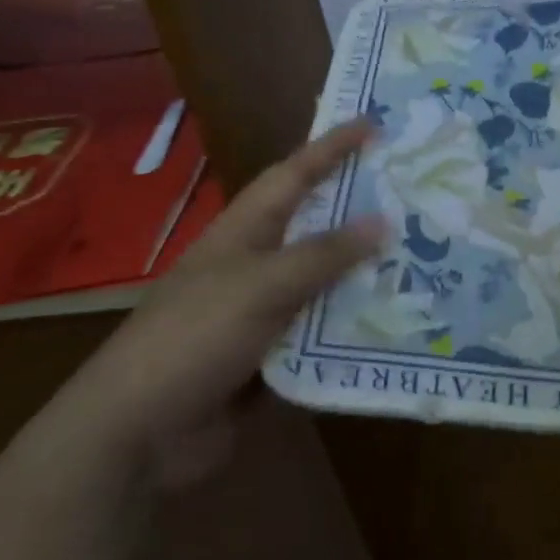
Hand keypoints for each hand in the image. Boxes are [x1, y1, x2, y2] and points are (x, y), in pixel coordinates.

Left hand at [57, 119, 384, 485]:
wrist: (137, 435)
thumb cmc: (194, 337)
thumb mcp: (262, 286)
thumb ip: (324, 254)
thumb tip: (384, 221)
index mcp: (244, 232)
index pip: (294, 175)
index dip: (331, 147)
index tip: (373, 124)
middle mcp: (256, 264)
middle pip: (317, 227)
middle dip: (361, 209)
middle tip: (414, 194)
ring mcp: (263, 312)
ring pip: (326, 282)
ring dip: (366, 273)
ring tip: (422, 258)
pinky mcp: (272, 356)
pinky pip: (323, 332)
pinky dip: (354, 327)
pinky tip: (396, 323)